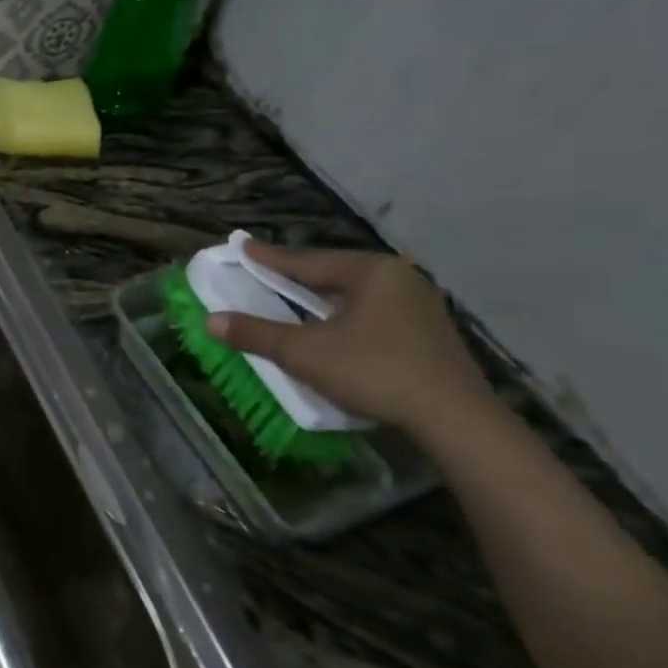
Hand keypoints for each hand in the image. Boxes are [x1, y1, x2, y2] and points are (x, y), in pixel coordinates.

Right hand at [204, 241, 494, 436]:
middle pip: (333, 274)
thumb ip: (256, 334)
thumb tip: (211, 321)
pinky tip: (331, 327)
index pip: (306, 261)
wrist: (456, 421)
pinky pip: (373, 313)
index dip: (268, 257)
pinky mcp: (429, 334)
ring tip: (292, 298)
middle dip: (297, 276)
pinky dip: (344, 316)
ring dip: (321, 299)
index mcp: (371, 271)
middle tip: (264, 272)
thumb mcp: (304, 352)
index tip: (242, 246)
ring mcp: (420, 306)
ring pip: (354, 295)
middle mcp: (400, 278)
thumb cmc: (374, 372)